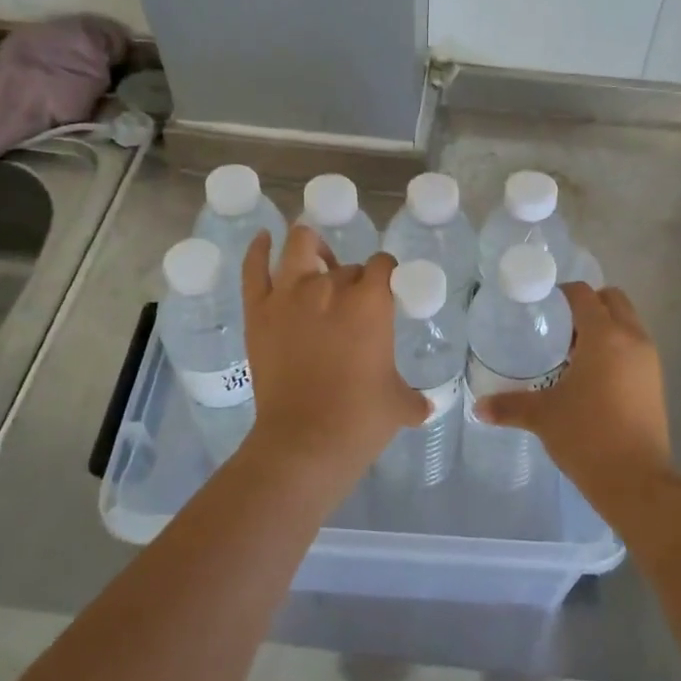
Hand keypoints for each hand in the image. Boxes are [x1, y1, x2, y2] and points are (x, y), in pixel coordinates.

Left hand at [238, 226, 428, 488]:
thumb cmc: (360, 420)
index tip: (387, 291)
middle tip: (353, 305)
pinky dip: (257, 249)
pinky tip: (263, 238)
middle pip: (346, 265)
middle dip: (353, 278)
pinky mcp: (259, 311)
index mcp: (370, 302)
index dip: (387, 275)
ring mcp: (289, 295)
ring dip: (311, 246)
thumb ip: (414, 398)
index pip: (384, 265)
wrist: (305, 442)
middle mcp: (330, 287)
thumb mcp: (399, 405)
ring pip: (299, 246)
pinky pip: (254, 269)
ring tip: (315, 255)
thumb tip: (426, 406)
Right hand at [476, 283, 671, 507]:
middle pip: (613, 300)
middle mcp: (632, 339)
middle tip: (559, 325)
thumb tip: (479, 408)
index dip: (562, 293)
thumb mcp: (543, 416)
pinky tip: (592, 375)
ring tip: (573, 351)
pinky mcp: (656, 382)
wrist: (636, 481)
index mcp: (604, 336)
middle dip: (588, 304)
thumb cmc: (587, 436)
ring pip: (628, 324)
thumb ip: (509, 406)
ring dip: (604, 326)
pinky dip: (616, 348)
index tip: (541, 304)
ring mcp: (649, 361)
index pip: (584, 295)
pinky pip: (635, 348)